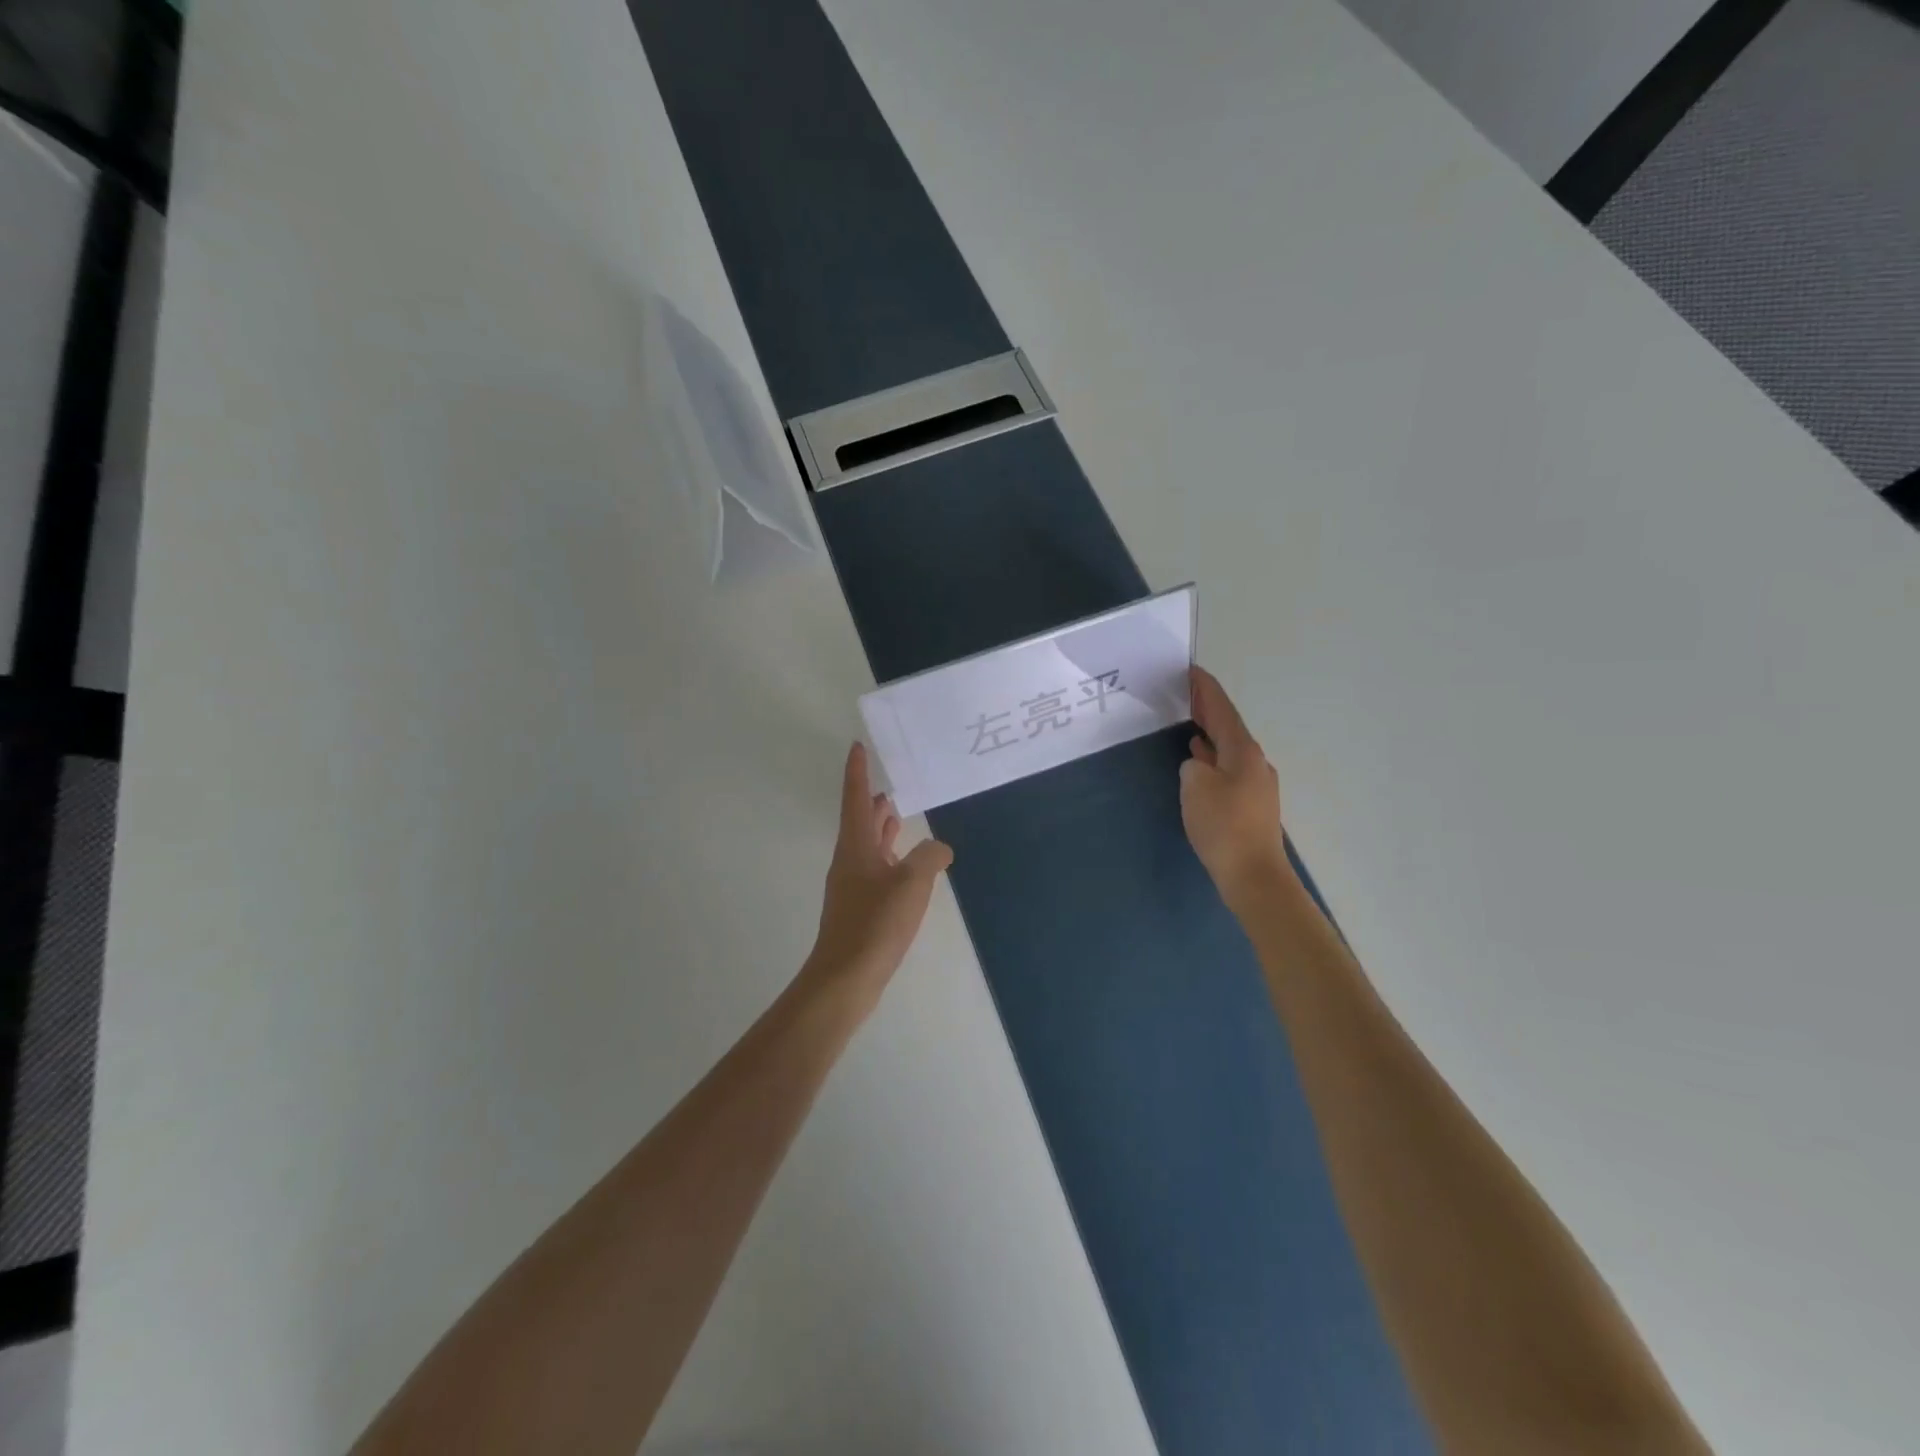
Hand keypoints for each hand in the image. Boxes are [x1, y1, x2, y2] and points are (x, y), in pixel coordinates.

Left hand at [804, 743, 953, 1011]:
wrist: (845, 977)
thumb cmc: (875, 923)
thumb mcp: (912, 883)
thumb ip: (929, 857)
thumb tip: (940, 848)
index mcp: (856, 846)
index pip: (856, 799)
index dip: (857, 772)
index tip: (857, 747)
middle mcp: (850, 860)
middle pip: (861, 821)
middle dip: (873, 802)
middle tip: (891, 784)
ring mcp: (853, 885)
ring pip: (868, 846)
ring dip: (882, 829)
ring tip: (900, 816)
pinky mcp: (860, 908)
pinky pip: (876, 869)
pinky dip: (890, 857)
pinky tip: (907, 867)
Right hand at [1181, 667, 1289, 909]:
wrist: (1252, 874)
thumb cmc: (1223, 825)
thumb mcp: (1195, 787)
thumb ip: (1193, 766)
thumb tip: (1199, 764)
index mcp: (1243, 752)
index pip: (1222, 712)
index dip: (1207, 691)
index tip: (1193, 671)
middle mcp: (1254, 762)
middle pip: (1229, 728)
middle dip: (1209, 709)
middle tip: (1188, 692)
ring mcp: (1255, 784)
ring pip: (1229, 748)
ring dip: (1210, 734)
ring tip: (1190, 722)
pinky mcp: (1250, 805)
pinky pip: (1228, 768)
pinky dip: (1213, 757)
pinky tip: (1201, 761)